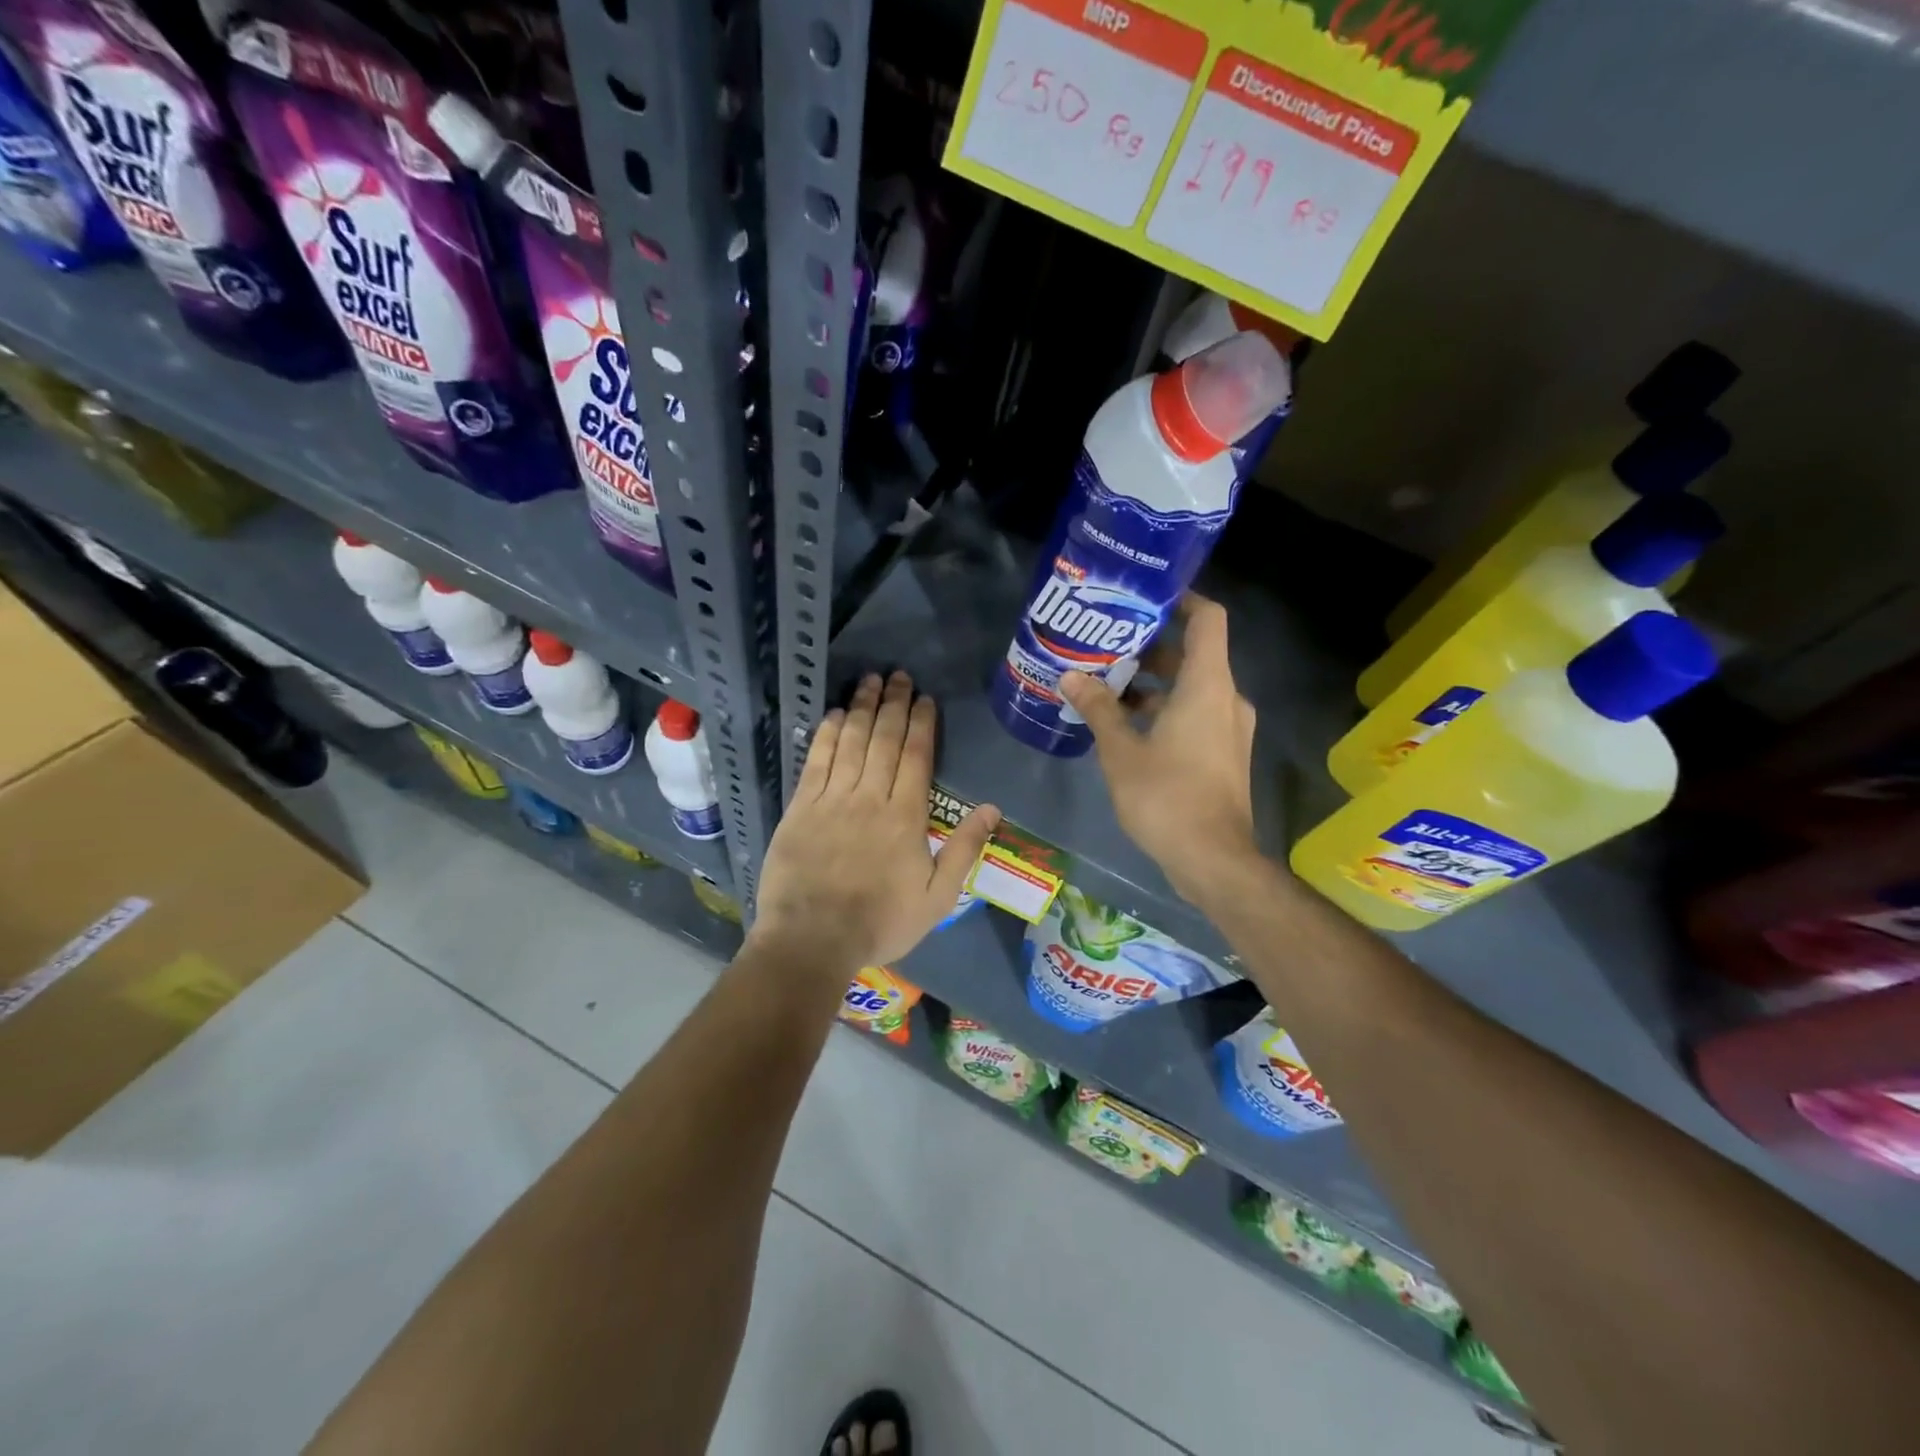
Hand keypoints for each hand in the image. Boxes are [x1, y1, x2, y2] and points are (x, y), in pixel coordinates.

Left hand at [752, 671, 999, 972]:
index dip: (921, 724)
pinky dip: (826, 735)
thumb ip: (964, 850)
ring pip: (851, 743)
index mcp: (905, 816)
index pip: (916, 756)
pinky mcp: (801, 808)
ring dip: (861, 708)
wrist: (813, 940)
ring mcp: (832, 800)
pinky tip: (834, 715)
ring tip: (869, 681)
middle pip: (883, 740)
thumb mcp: (937, 897)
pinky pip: (816, 762)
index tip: (924, 698)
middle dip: (893, 704)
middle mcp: (869, 797)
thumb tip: (991, 808)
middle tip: (898, 675)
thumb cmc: (880, 922)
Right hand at [1059, 593, 1258, 902]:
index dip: (1181, 600)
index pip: (1207, 619)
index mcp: (1207, 685)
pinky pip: (1195, 715)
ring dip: (1152, 686)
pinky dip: (1164, 711)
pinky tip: (1124, 727)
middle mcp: (1226, 699)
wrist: (1213, 859)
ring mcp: (1229, 729)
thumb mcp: (1121, 751)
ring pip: (1191, 689)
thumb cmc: (1166, 797)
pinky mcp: (1224, 754)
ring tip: (1105, 687)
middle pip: (1193, 654)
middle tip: (1105, 647)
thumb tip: (1071, 677)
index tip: (1144, 598)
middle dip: (1149, 649)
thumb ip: (1099, 708)